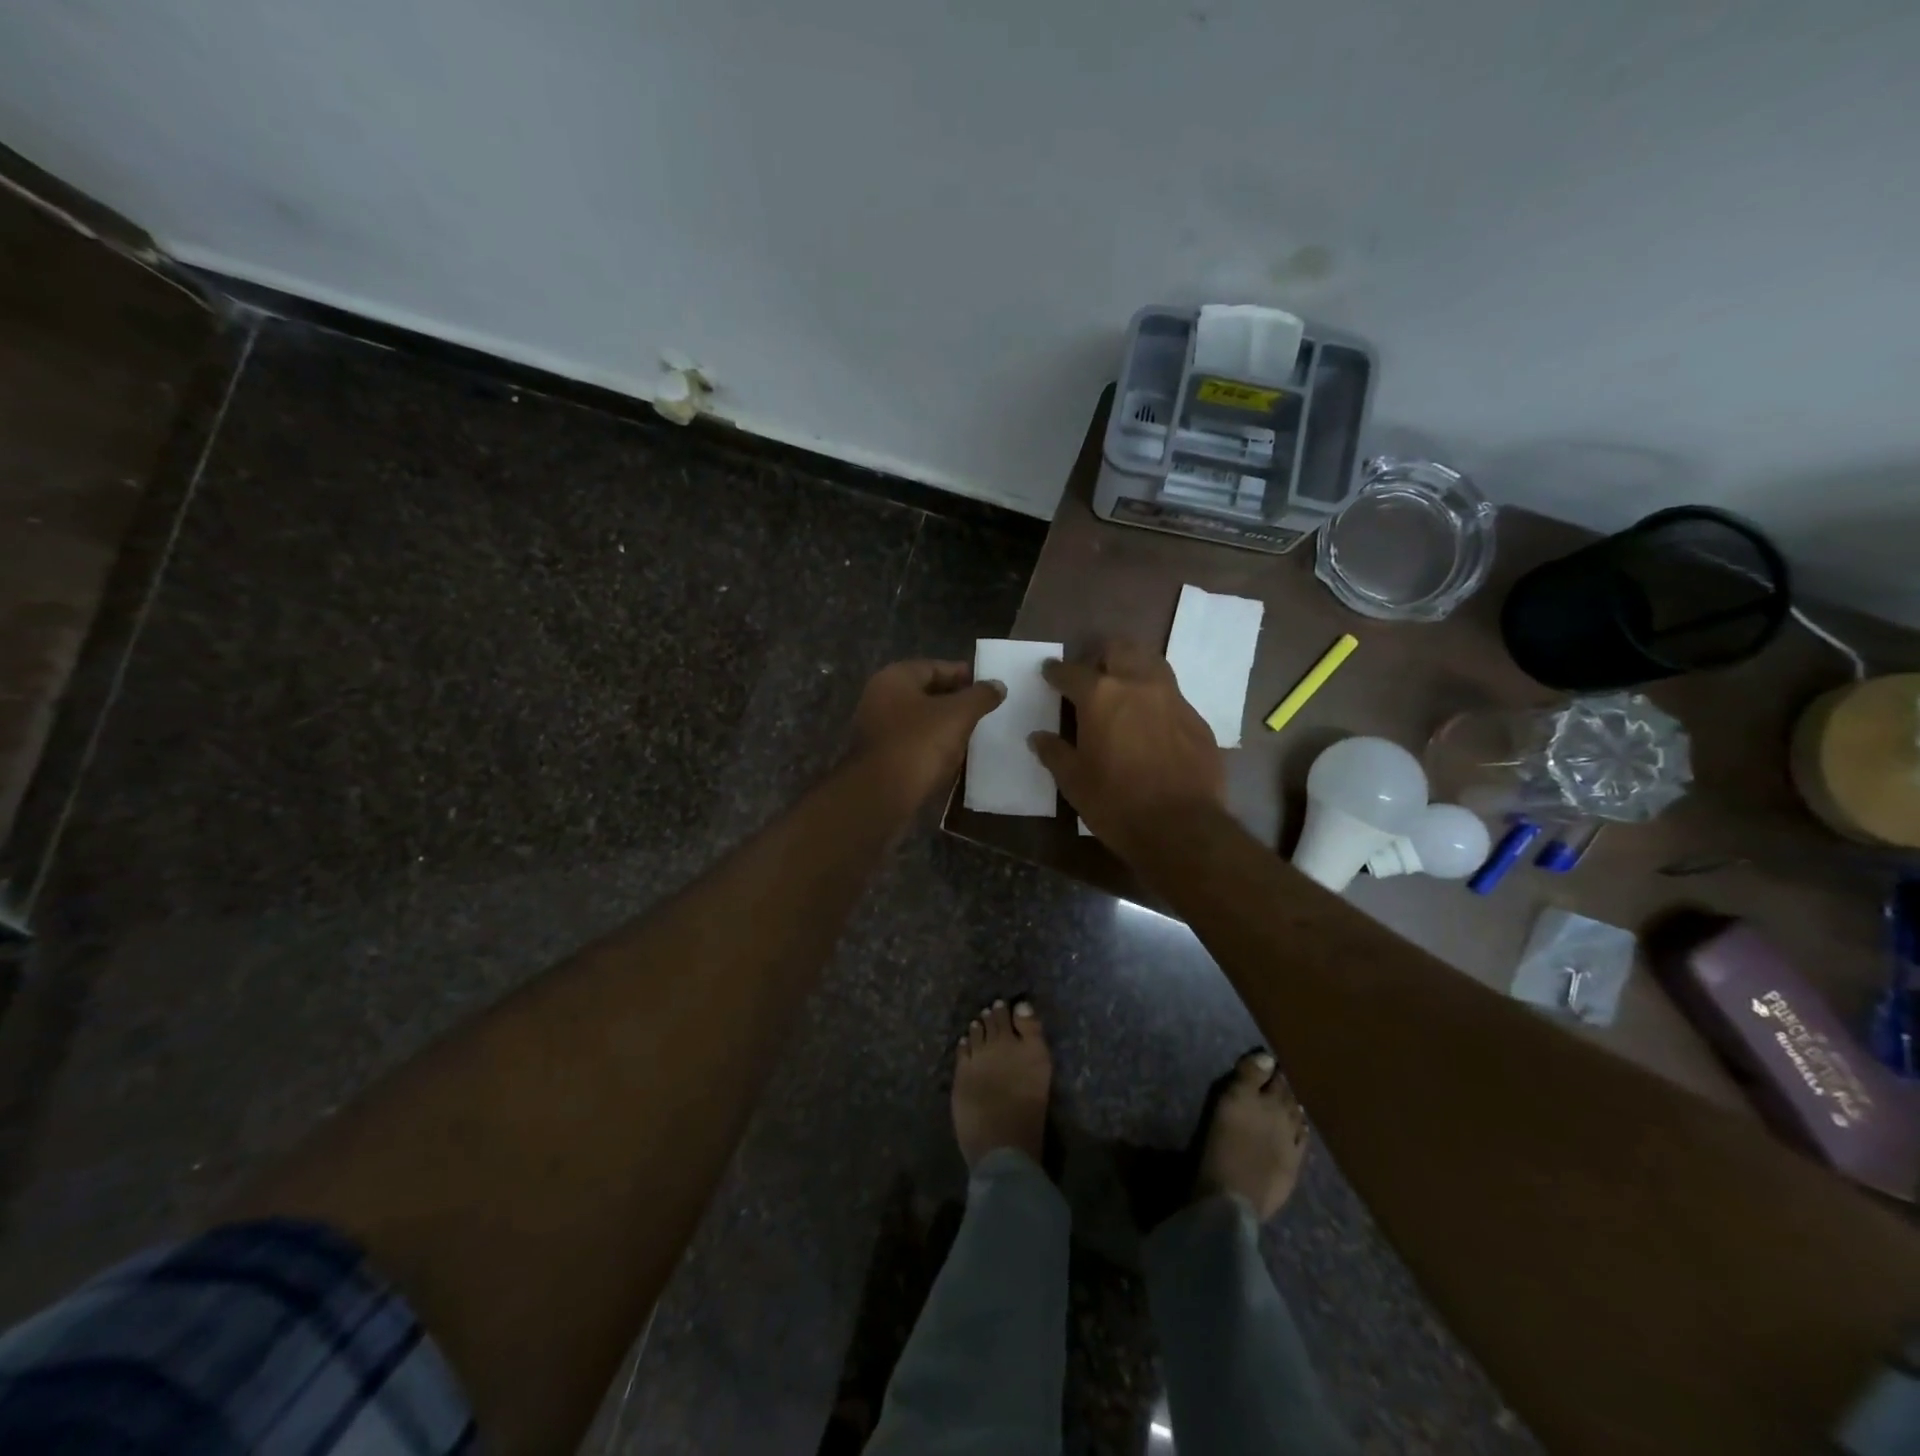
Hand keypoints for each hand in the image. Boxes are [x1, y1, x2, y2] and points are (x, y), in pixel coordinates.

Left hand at [853, 659, 1005, 812]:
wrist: (880, 796)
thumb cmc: (918, 744)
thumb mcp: (958, 715)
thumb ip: (980, 696)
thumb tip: (998, 685)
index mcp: (895, 678)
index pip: (936, 667)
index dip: (965, 675)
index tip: (990, 688)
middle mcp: (880, 698)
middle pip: (927, 693)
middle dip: (956, 702)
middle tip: (985, 712)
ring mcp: (877, 728)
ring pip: (920, 720)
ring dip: (945, 726)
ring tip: (974, 735)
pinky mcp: (880, 757)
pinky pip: (913, 743)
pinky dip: (932, 747)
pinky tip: (953, 758)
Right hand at [1029, 640, 1225, 859]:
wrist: (1182, 828)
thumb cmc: (1116, 803)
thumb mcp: (1074, 781)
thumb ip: (1055, 752)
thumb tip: (1038, 737)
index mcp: (1100, 696)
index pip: (1071, 671)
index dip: (1056, 672)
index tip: (1049, 673)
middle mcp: (1138, 684)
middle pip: (1119, 649)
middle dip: (1101, 656)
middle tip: (1091, 674)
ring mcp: (1173, 698)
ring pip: (1152, 663)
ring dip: (1133, 668)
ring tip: (1123, 688)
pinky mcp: (1197, 719)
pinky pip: (1172, 696)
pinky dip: (1156, 700)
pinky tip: (1151, 723)